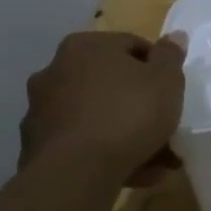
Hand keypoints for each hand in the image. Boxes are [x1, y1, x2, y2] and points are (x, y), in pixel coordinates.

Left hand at [20, 30, 188, 183]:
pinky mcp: (36, 148)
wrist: (77, 173)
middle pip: (111, 84)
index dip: (157, 68)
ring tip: (156, 162)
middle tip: (165, 126)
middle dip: (139, 105)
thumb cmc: (128, 113)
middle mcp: (55, 72)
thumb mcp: (166, 80)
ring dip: (124, 134)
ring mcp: (42, 111)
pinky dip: (104, 155)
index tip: (172, 91)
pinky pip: (82, 144)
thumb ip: (171, 56)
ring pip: (97, 117)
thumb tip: (174, 36)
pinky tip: (131, 174)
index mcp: (85, 47)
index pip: (130, 46)